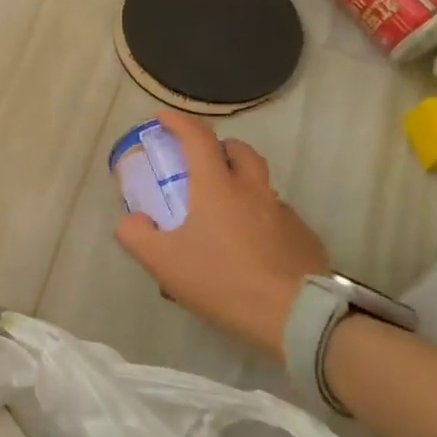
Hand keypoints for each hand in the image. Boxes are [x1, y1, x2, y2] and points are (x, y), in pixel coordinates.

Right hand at [114, 111, 329, 358]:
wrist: (297, 318)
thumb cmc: (223, 281)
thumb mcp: (163, 263)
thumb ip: (136, 235)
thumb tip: (131, 220)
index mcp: (217, 187)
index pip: (197, 138)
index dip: (178, 122)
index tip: (162, 118)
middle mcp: (253, 190)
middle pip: (239, 151)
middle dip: (219, 148)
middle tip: (201, 165)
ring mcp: (284, 213)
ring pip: (260, 184)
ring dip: (241, 185)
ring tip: (224, 215)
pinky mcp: (304, 238)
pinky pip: (277, 216)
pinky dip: (260, 218)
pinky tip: (251, 249)